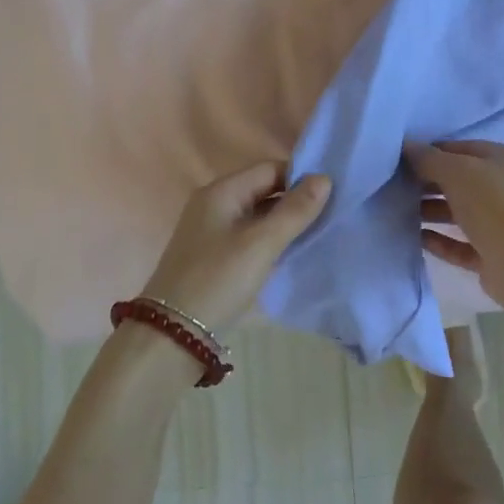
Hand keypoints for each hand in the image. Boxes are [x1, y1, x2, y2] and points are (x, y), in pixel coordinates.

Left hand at [138, 163, 330, 329]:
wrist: (172, 335)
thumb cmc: (218, 280)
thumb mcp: (262, 244)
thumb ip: (295, 211)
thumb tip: (325, 178)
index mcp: (222, 191)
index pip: (270, 168)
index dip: (301, 178)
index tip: (331, 195)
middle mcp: (214, 203)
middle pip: (263, 189)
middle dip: (295, 200)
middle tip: (330, 215)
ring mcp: (211, 229)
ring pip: (258, 214)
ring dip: (284, 221)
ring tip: (317, 232)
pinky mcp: (213, 254)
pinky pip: (249, 234)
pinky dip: (270, 238)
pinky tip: (290, 251)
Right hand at [407, 141, 503, 312]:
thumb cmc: (494, 205)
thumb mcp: (458, 172)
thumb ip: (429, 159)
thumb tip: (406, 147)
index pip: (462, 149)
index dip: (432, 152)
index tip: (401, 160)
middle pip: (459, 181)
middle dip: (428, 183)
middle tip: (395, 186)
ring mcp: (500, 223)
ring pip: (458, 213)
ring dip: (430, 211)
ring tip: (398, 211)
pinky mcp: (491, 254)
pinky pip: (459, 243)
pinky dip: (439, 240)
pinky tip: (415, 237)